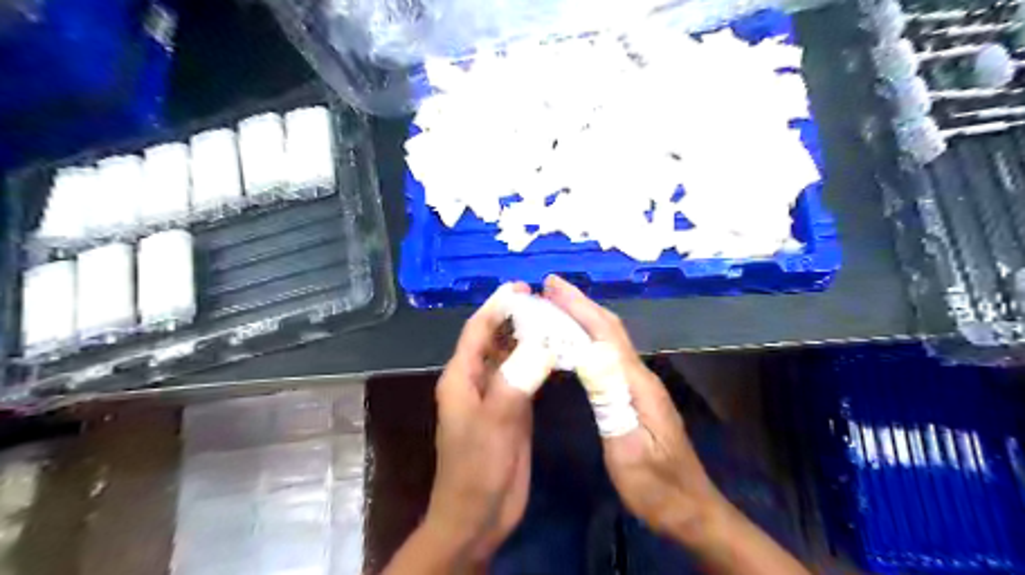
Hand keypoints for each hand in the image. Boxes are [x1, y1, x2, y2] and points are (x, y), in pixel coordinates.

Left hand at [422, 283, 543, 564]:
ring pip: (512, 356)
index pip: (477, 330)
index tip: (521, 287)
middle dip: (516, 318)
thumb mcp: (494, 423)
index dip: (496, 306)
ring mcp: (495, 395)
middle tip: (547, 301)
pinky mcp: (513, 410)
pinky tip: (560, 355)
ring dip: (530, 339)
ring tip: (557, 320)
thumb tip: (541, 343)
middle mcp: (476, 380)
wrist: (479, 515)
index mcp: (461, 377)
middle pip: (495, 339)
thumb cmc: (477, 469)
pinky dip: (540, 363)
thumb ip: (515, 380)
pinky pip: (526, 377)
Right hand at [539, 274, 722, 543]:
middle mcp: (640, 376)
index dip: (579, 307)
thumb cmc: (656, 487)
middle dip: (580, 304)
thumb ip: (611, 402)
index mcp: (637, 384)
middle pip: (610, 329)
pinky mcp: (636, 395)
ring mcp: (640, 385)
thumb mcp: (628, 450)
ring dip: (585, 317)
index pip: (605, 334)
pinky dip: (590, 338)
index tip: (552, 286)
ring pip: (611, 340)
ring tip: (557, 306)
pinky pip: (610, 355)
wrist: (690, 510)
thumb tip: (590, 354)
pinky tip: (576, 341)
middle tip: (549, 288)